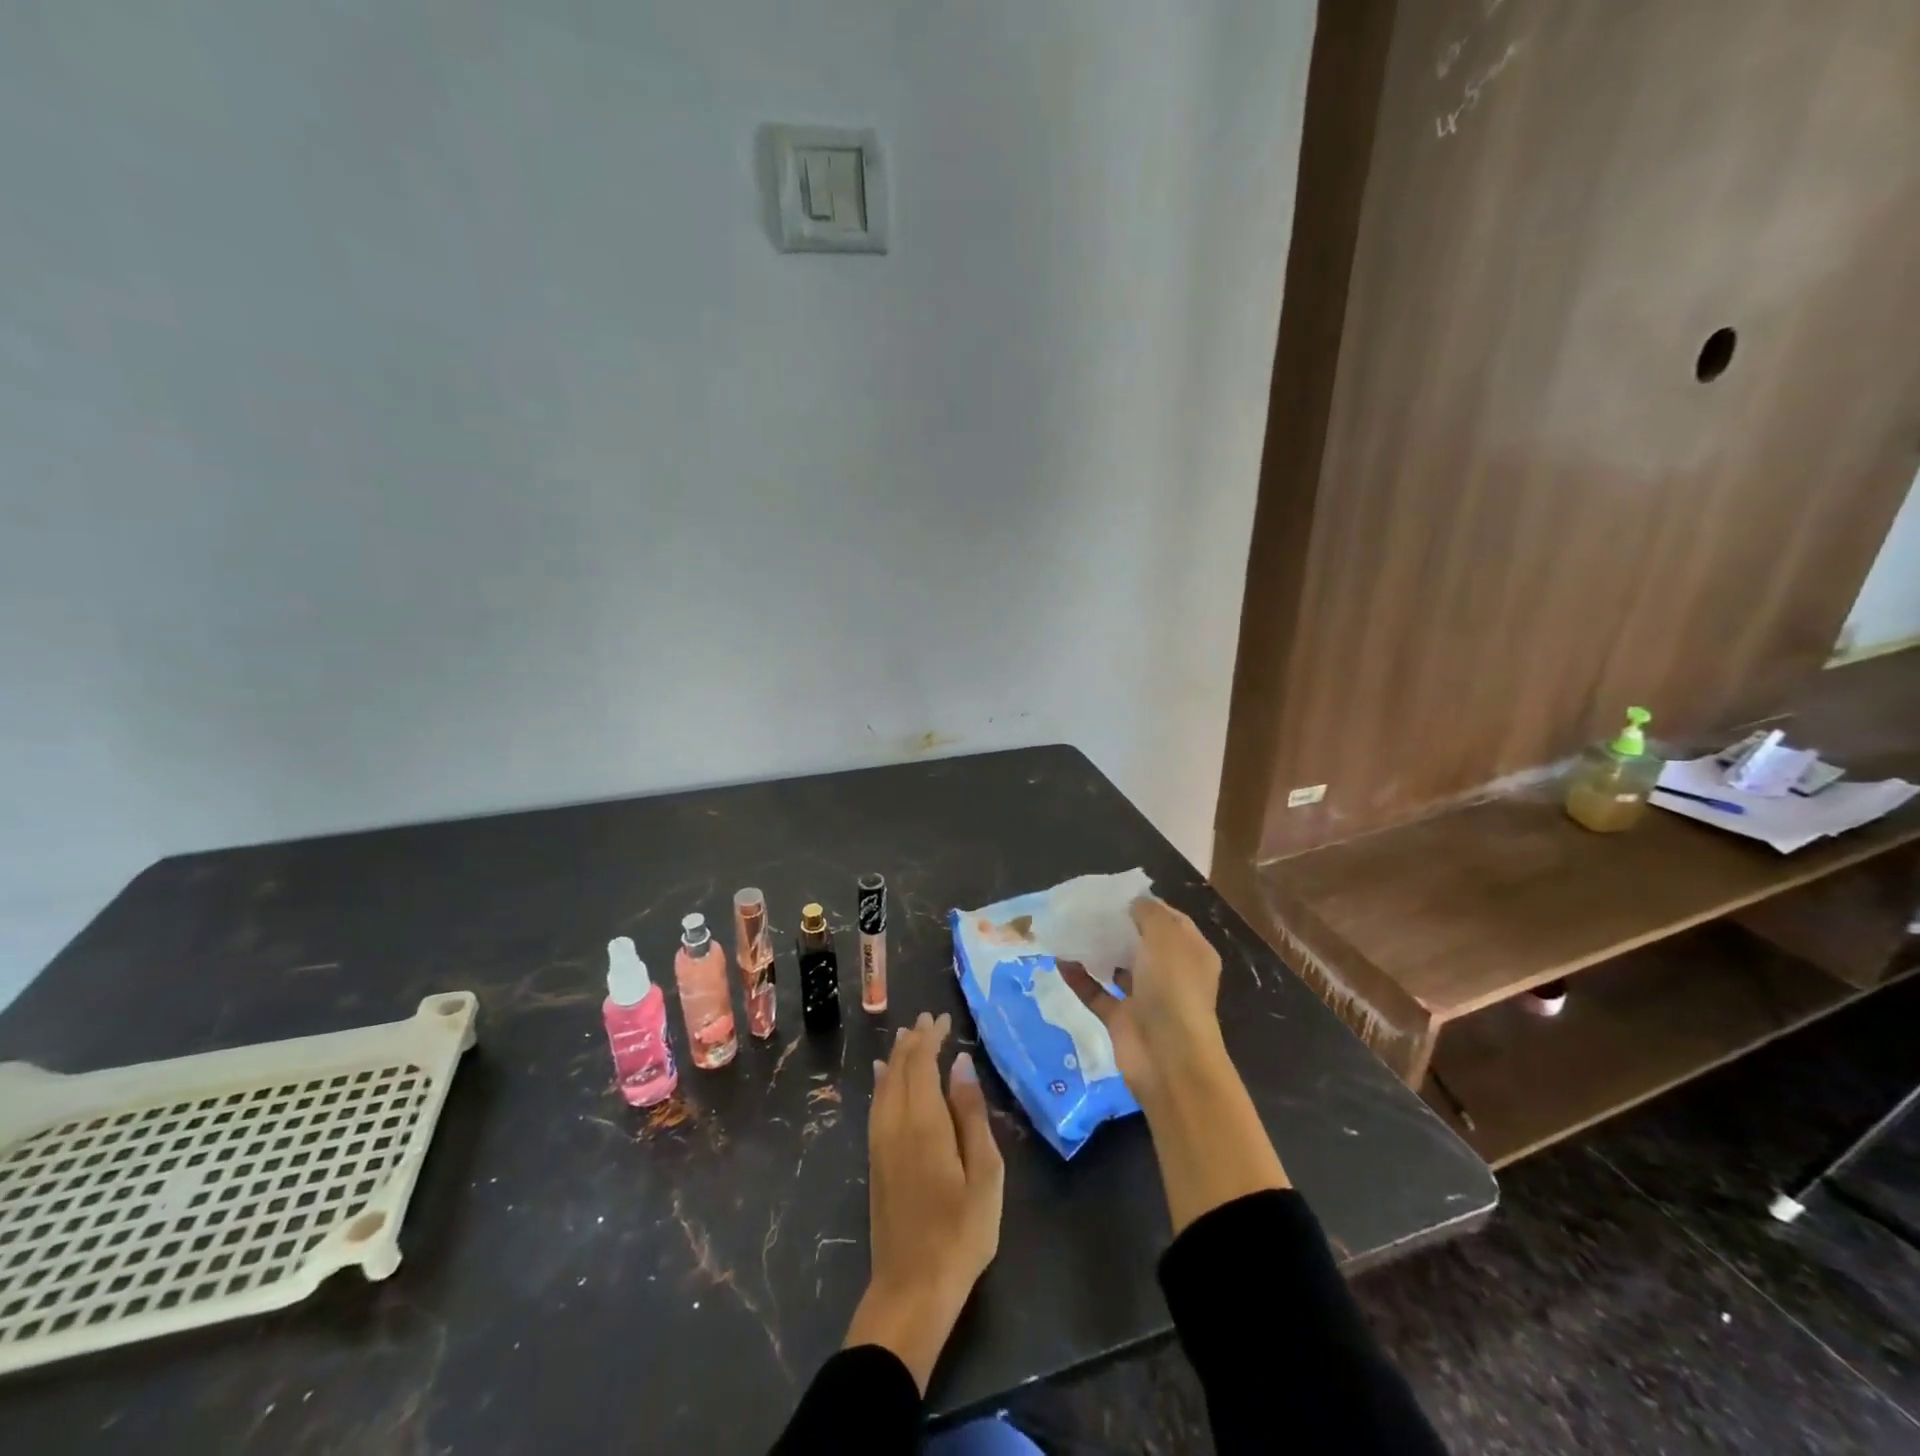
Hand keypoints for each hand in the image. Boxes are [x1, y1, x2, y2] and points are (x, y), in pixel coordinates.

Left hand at [844, 1011, 1003, 1392]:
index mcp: (924, 1122)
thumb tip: (961, 1064)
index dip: (931, 1037)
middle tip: (930, 1019)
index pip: (921, 1063)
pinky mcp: (875, 1160)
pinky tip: (882, 1076)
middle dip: (914, 1040)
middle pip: (899, 1068)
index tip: (944, 1018)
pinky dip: (882, 1081)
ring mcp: (880, 1142)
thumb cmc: (960, 1232)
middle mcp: (895, 1123)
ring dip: (896, 1057)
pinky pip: (876, 1103)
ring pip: (884, 1084)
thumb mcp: (984, 1174)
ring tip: (908, 1036)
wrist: (911, 1289)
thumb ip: (971, 1114)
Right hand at [1061, 896, 1225, 1103]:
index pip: (1169, 921)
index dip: (1144, 905)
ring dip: (1096, 951)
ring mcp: (1145, 999)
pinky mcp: (1121, 1020)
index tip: (1113, 892)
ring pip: (1117, 968)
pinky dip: (1079, 978)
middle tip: (1085, 908)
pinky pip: (1096, 993)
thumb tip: (1134, 903)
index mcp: (1191, 953)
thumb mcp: (1166, 937)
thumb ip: (1149, 913)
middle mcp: (1170, 974)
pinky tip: (1059, 960)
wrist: (1168, 1059)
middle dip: (1116, 926)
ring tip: (1068, 929)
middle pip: (1141, 943)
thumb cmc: (1173, 989)